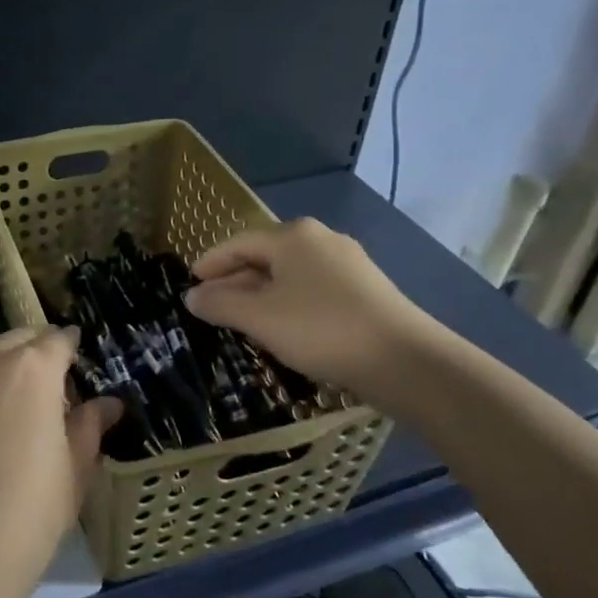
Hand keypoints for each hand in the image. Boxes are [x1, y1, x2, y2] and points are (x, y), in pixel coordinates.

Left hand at [0, 327, 122, 597]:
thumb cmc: (30, 510)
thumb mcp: (75, 469)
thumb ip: (90, 426)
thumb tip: (108, 403)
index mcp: (34, 368)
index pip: (58, 339)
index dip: (73, 347)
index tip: (83, 364)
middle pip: (21, 339)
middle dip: (41, 351)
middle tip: (58, 387)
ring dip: (11, 367)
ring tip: (27, 408)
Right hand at [184, 218, 440, 412]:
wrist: (406, 361)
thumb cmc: (321, 329)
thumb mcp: (260, 318)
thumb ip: (220, 304)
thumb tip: (192, 296)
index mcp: (292, 236)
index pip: (238, 243)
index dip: (210, 263)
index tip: (191, 284)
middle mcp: (320, 239)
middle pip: (264, 256)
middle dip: (235, 281)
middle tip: (212, 307)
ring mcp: (347, 264)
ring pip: (290, 275)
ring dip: (261, 295)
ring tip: (243, 321)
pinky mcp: (366, 290)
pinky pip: (313, 289)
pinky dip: (289, 303)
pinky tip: (284, 328)